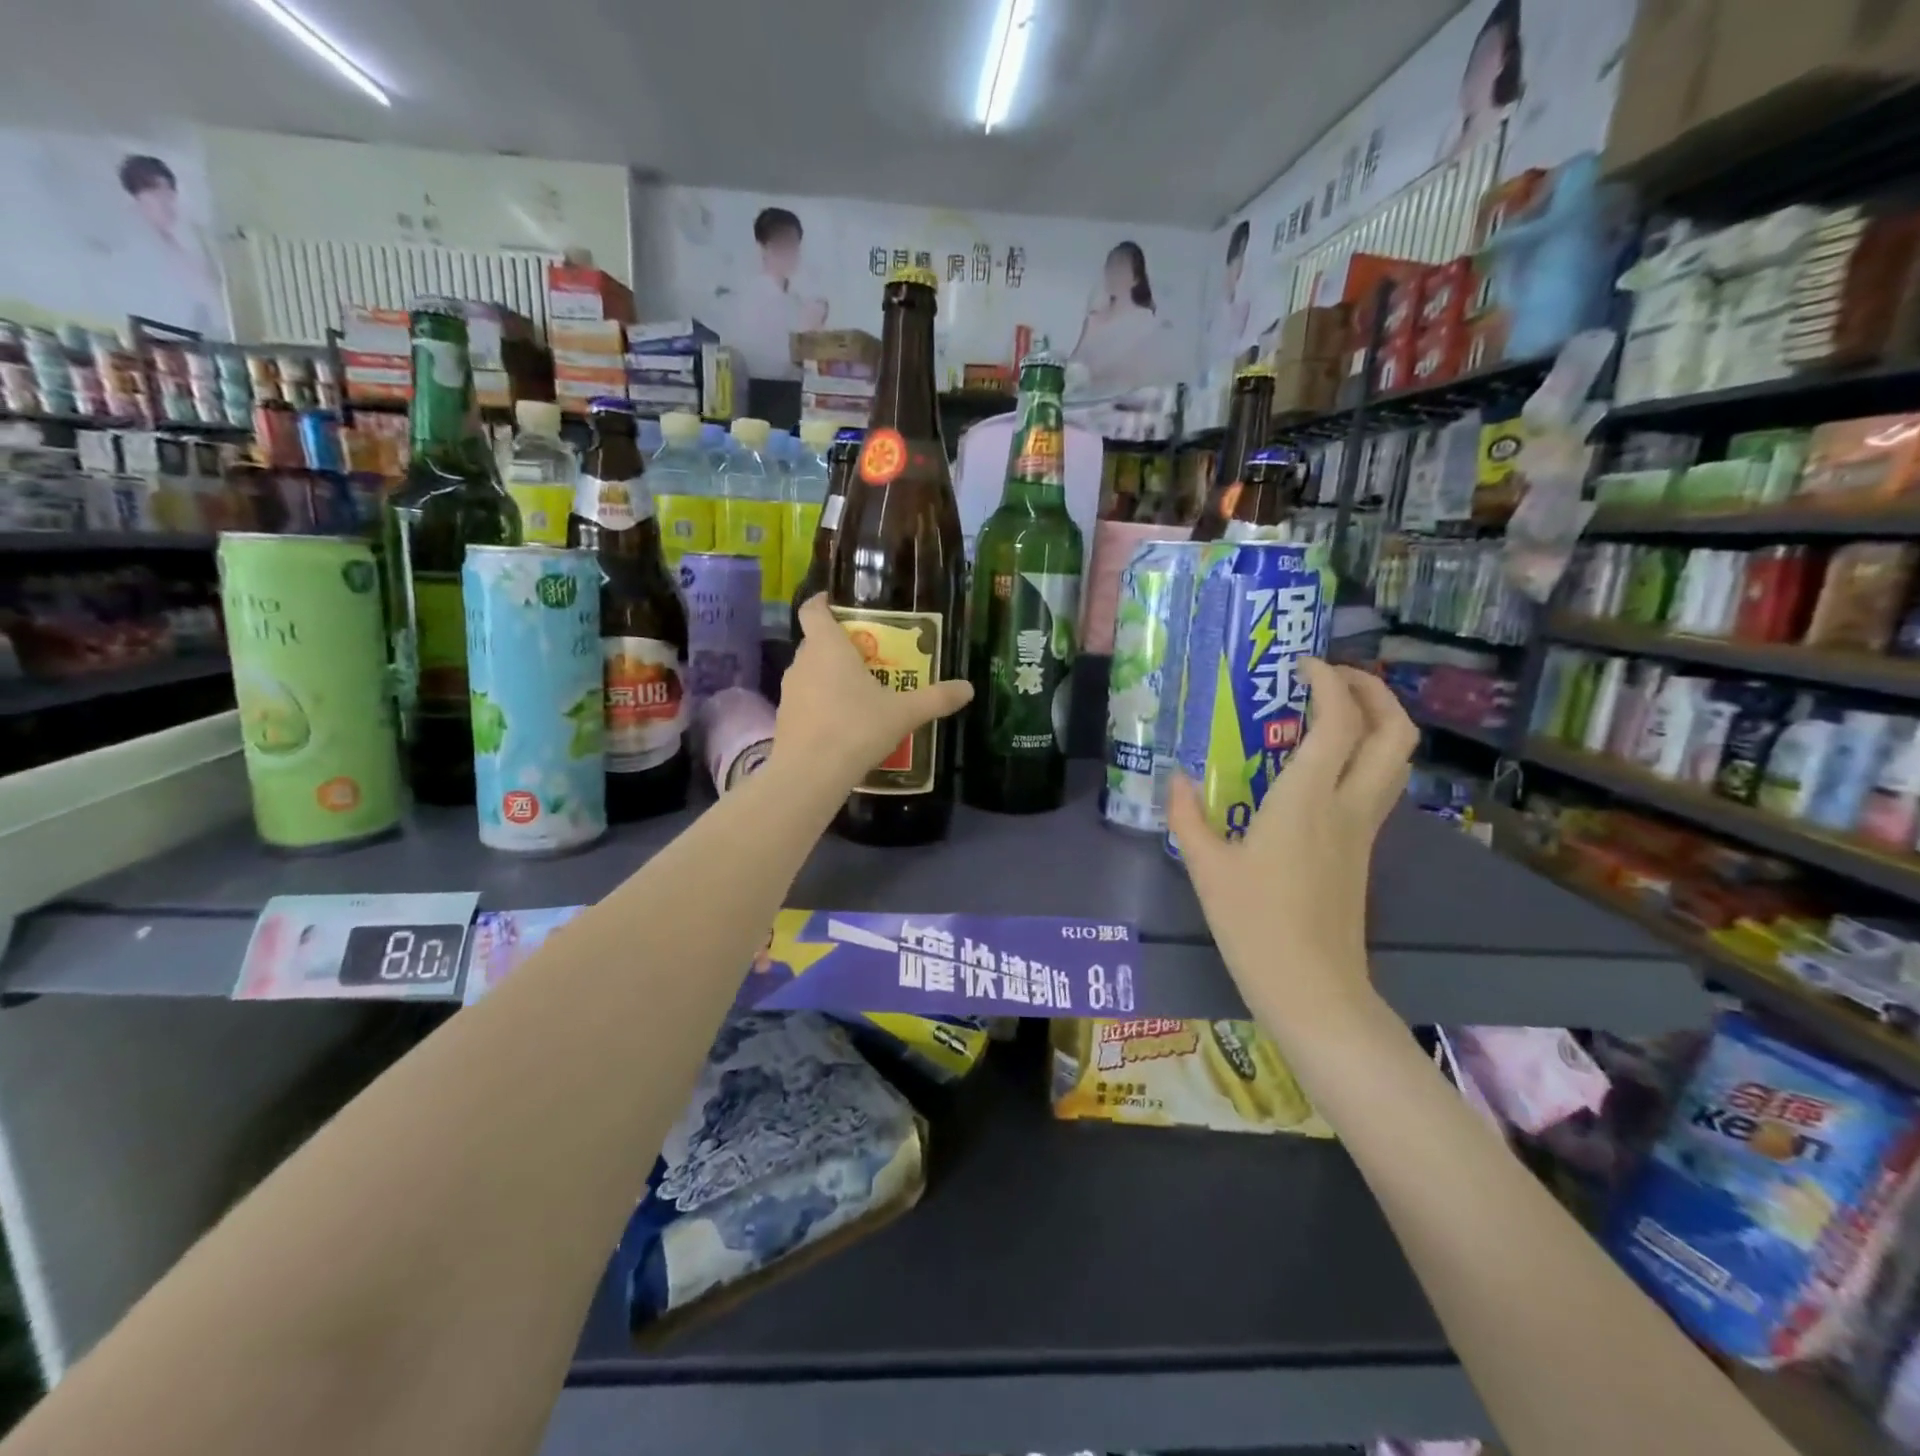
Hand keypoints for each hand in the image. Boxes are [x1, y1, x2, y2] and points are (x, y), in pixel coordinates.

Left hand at [776, 595, 972, 789]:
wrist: (810, 774)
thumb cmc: (856, 728)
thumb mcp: (903, 713)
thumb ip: (936, 699)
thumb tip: (969, 688)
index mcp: (827, 647)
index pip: (813, 610)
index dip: (822, 602)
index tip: (836, 602)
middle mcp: (802, 663)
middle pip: (816, 642)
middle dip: (839, 644)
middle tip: (869, 654)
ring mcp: (789, 692)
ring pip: (810, 672)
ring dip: (830, 676)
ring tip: (860, 690)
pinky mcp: (785, 720)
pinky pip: (806, 700)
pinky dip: (822, 703)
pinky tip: (844, 723)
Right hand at [1167, 660, 1414, 1036]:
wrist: (1310, 986)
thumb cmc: (1254, 924)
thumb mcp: (1205, 867)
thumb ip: (1187, 816)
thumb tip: (1176, 778)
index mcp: (1306, 800)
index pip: (1338, 722)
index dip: (1329, 682)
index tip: (1300, 664)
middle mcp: (1347, 805)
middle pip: (1394, 733)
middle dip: (1373, 692)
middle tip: (1333, 678)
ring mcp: (1363, 829)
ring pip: (1396, 760)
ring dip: (1378, 722)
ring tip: (1334, 711)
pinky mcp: (1363, 850)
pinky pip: (1379, 785)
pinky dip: (1364, 756)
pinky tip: (1322, 766)